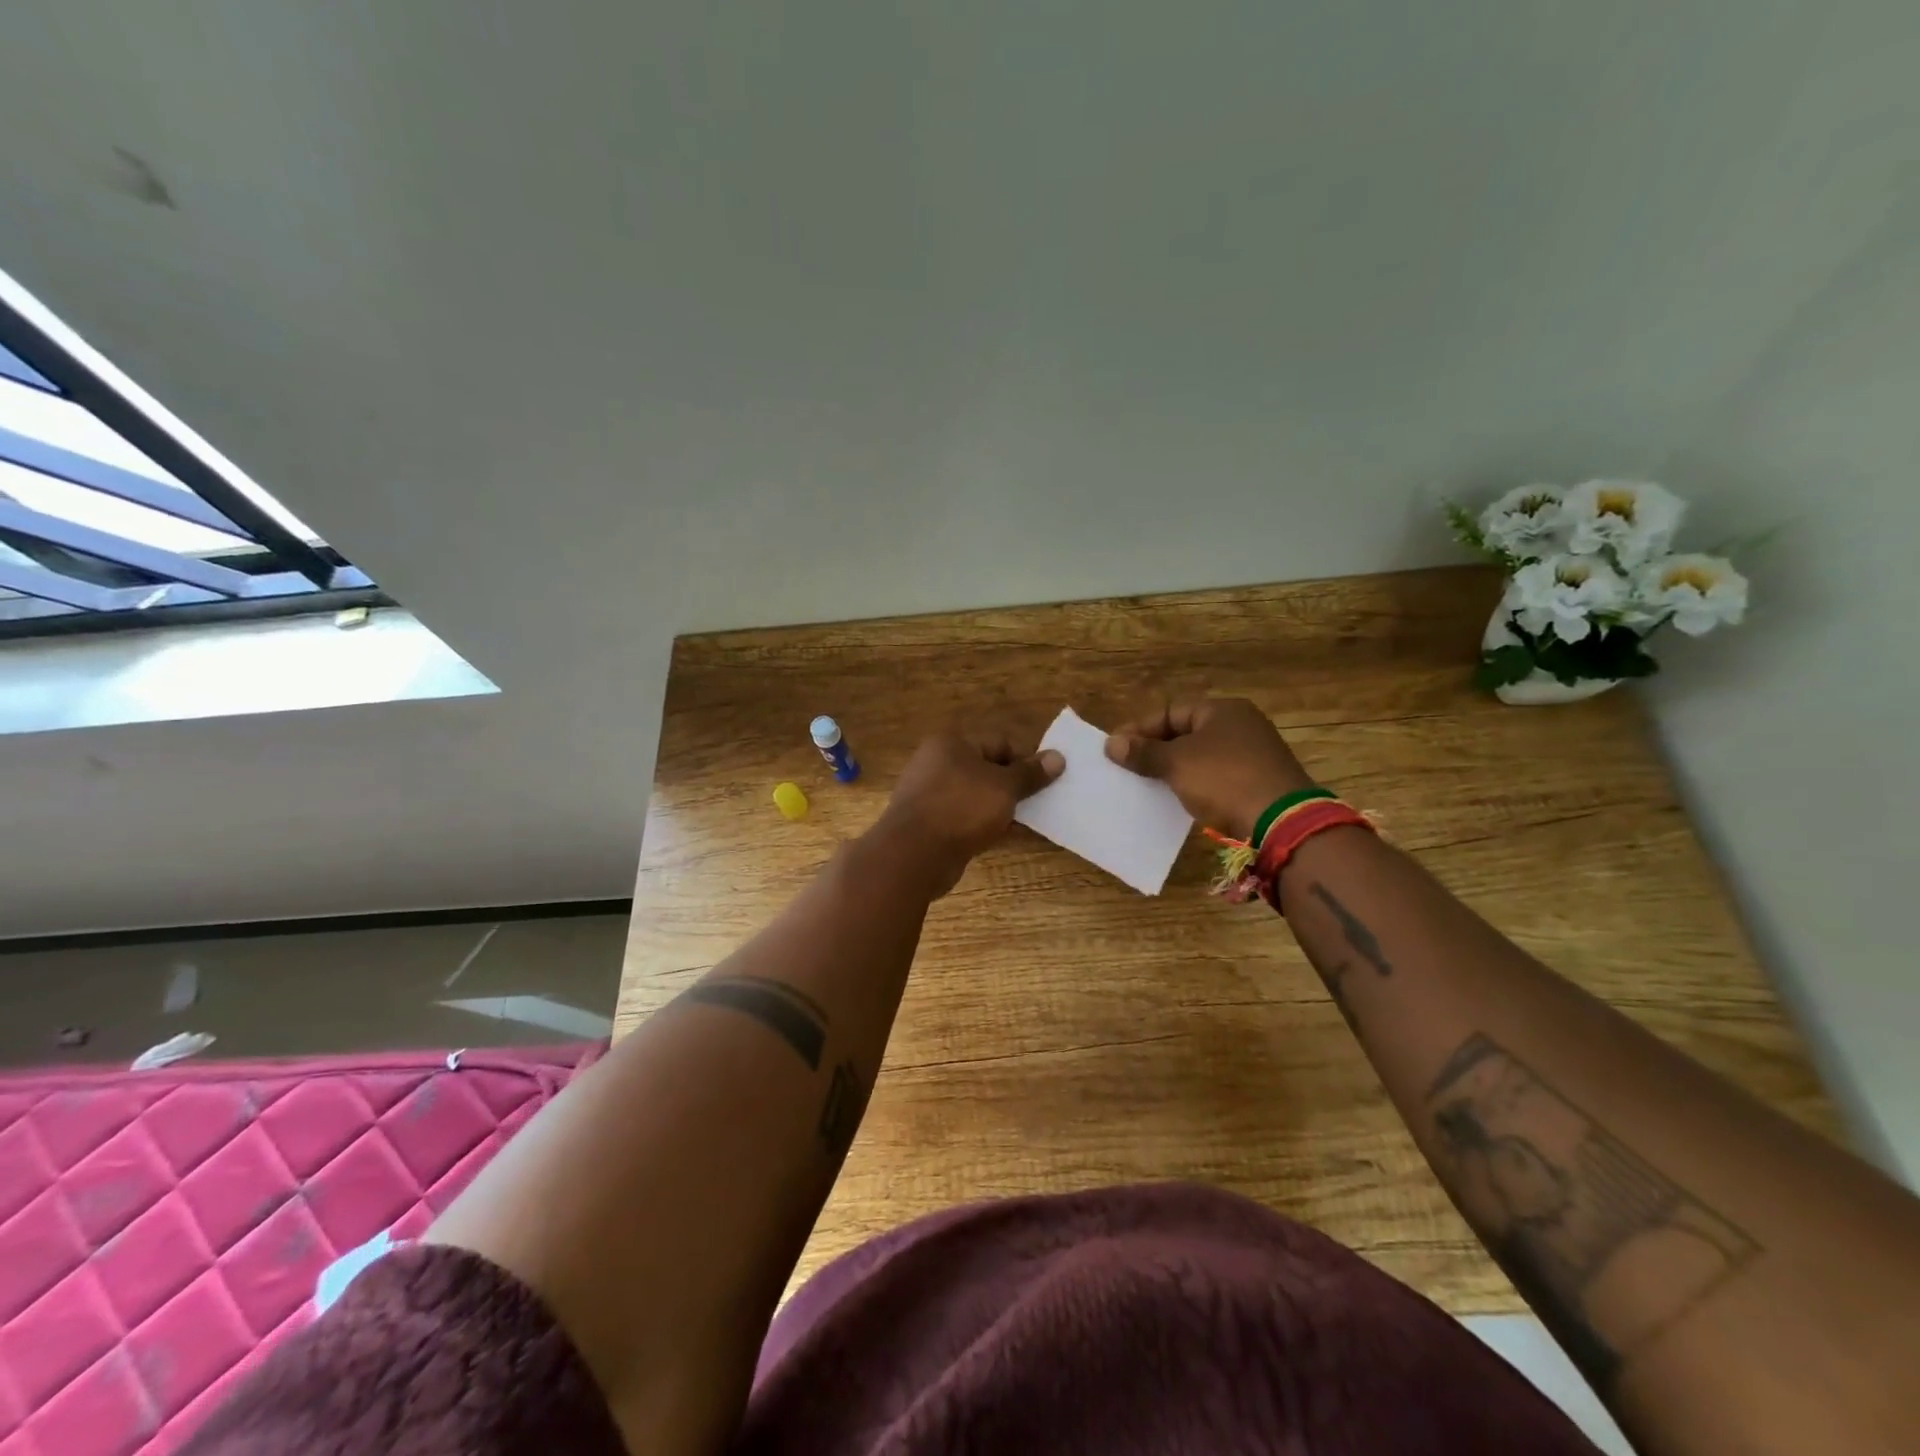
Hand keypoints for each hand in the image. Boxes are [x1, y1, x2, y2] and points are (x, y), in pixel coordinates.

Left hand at [872, 732, 1064, 894]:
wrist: (914, 854)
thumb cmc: (961, 808)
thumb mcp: (1004, 787)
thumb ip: (1030, 774)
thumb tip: (1058, 757)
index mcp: (952, 744)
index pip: (1000, 743)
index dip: (1027, 760)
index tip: (1049, 780)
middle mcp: (938, 764)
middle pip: (988, 770)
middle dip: (1016, 786)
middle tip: (1045, 802)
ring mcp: (932, 796)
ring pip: (978, 797)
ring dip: (1004, 808)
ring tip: (1033, 822)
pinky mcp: (931, 824)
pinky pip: (967, 818)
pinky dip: (988, 825)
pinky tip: (1010, 837)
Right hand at [1104, 699, 1313, 839]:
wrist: (1282, 823)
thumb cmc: (1224, 779)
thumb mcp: (1177, 763)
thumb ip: (1143, 753)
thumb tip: (1111, 744)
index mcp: (1222, 710)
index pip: (1170, 711)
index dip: (1139, 729)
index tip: (1114, 749)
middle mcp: (1241, 726)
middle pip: (1185, 733)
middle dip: (1154, 750)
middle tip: (1126, 767)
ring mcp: (1252, 756)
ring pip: (1200, 758)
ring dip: (1173, 770)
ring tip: (1145, 785)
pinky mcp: (1257, 784)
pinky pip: (1215, 779)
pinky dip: (1194, 786)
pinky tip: (1177, 800)